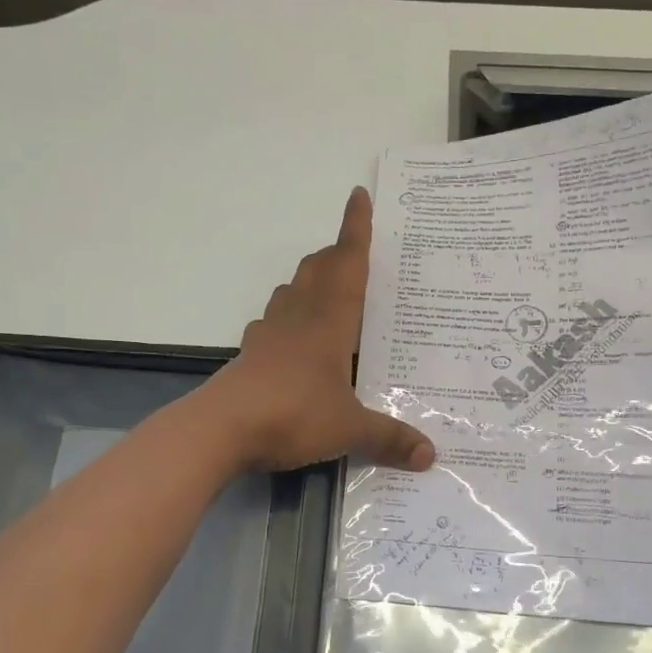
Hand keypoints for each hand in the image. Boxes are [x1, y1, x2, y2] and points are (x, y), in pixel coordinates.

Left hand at [202, 188, 436, 472]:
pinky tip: (292, 337)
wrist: (221, 428)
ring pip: (292, 289)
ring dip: (310, 280)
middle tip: (354, 252)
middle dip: (337, 253)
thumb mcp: (349, 429)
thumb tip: (431, 456)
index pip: (348, 263)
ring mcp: (270, 332)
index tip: (358, 196)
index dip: (356, 229)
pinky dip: (287, 316)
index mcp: (329, 321)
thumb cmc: (293, 414)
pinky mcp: (250, 352)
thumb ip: (389, 439)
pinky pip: (273, 321)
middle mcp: (299, 316)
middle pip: (318, 269)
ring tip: (328, 290)